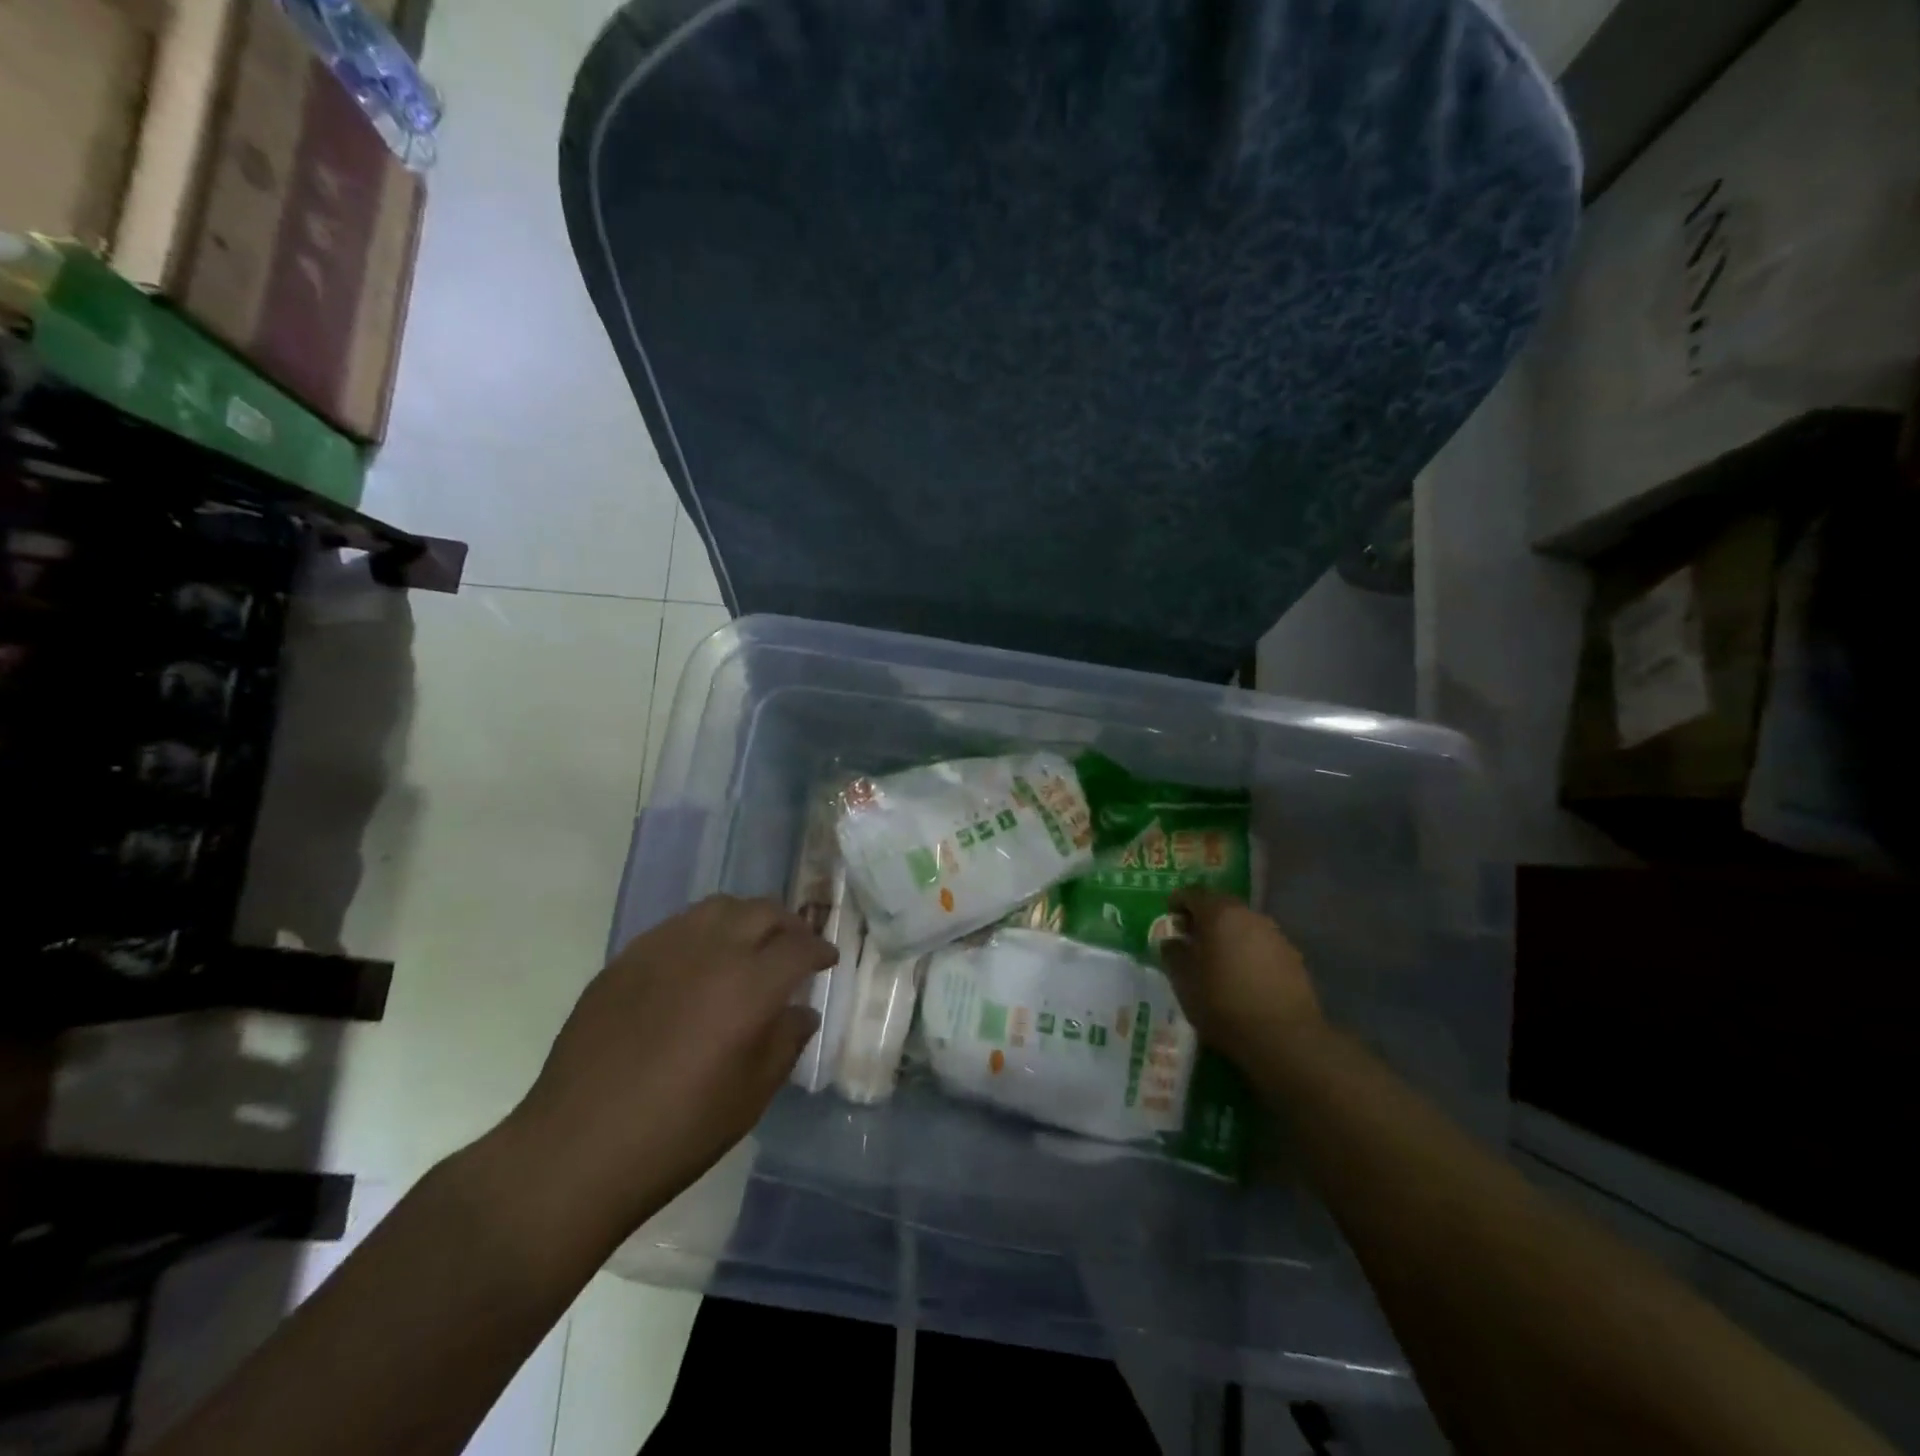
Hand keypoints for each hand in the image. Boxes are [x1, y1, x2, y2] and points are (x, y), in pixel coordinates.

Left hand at [508, 895, 834, 1233]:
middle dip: (788, 924)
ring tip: (749, 945)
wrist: (574, 1150)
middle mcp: (709, 952)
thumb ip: (785, 1043)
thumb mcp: (750, 1096)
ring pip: (717, 907)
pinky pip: (676, 926)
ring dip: (745, 918)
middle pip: (762, 912)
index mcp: (748, 986)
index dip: (820, 949)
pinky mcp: (625, 960)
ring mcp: (661, 950)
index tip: (827, 960)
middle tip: (795, 946)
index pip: (799, 946)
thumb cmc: (677, 1133)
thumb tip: (801, 1012)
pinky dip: (703, 931)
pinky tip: (698, 963)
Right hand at [1162, 888, 1323, 1069]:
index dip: (1177, 902)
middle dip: (1203, 918)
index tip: (1169, 917)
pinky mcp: (1293, 957)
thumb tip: (1172, 941)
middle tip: (1190, 939)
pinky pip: (1261, 944)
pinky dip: (1247, 951)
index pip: (1192, 893)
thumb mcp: (1184, 981)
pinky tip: (1242, 977)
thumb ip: (1173, 953)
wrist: (1284, 1038)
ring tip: (1216, 961)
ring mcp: (1275, 935)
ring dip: (1227, 935)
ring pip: (1243, 925)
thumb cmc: (1223, 1004)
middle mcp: (1249, 915)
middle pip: (1220, 906)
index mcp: (1219, 913)